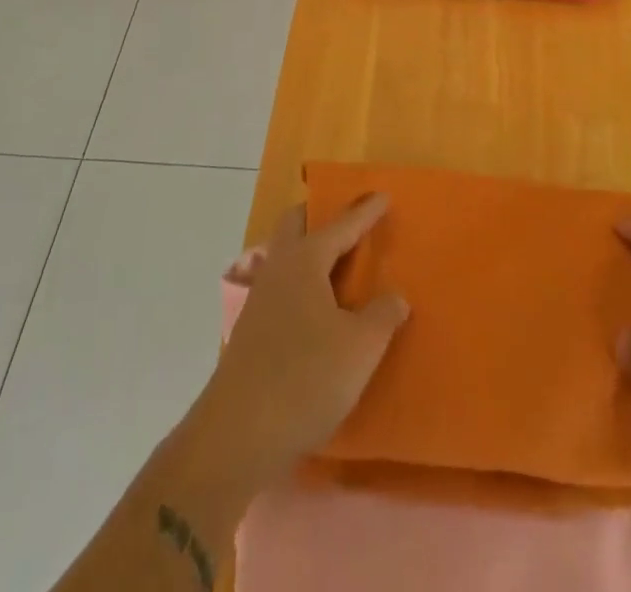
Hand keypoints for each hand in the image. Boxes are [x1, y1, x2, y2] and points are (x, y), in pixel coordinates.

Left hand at [191, 196, 409, 486]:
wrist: (236, 435)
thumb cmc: (305, 379)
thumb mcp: (360, 348)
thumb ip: (382, 316)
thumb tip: (394, 297)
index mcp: (305, 260)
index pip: (341, 225)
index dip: (364, 212)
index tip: (382, 195)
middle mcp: (278, 269)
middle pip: (296, 224)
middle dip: (320, 215)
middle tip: (348, 220)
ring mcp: (259, 299)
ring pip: (284, 255)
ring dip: (308, 251)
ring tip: (336, 264)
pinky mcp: (250, 331)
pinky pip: (281, 286)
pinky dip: (302, 283)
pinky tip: (317, 309)